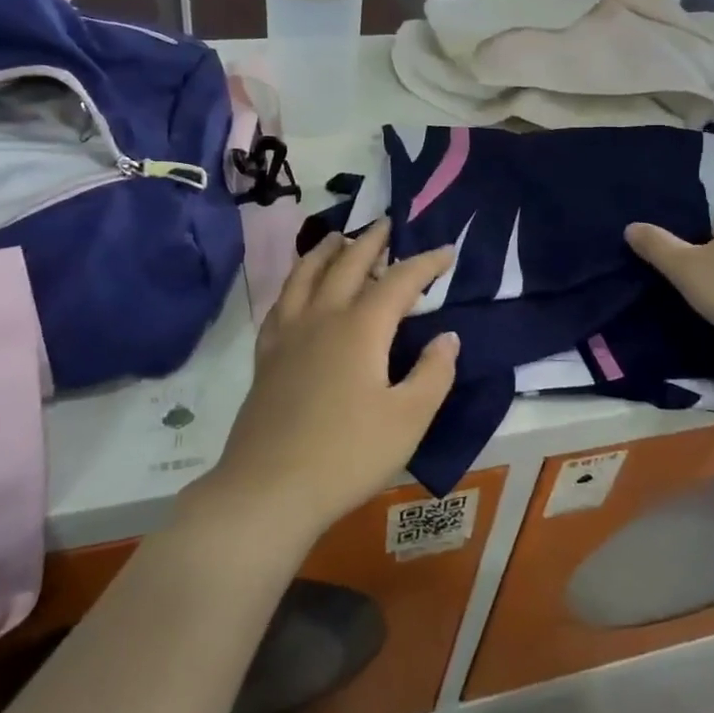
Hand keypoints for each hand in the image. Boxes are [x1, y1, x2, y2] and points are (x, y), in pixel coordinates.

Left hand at [189, 220, 459, 541]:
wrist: (269, 488)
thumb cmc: (347, 455)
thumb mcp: (408, 419)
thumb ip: (433, 373)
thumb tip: (447, 336)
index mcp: (361, 328)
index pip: (400, 280)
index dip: (426, 262)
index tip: (446, 251)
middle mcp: (322, 317)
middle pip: (348, 263)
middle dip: (372, 240)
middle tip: (388, 224)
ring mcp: (288, 333)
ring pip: (306, 274)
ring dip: (327, 250)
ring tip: (340, 237)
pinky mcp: (266, 355)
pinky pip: (281, 302)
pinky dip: (295, 283)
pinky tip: (298, 289)